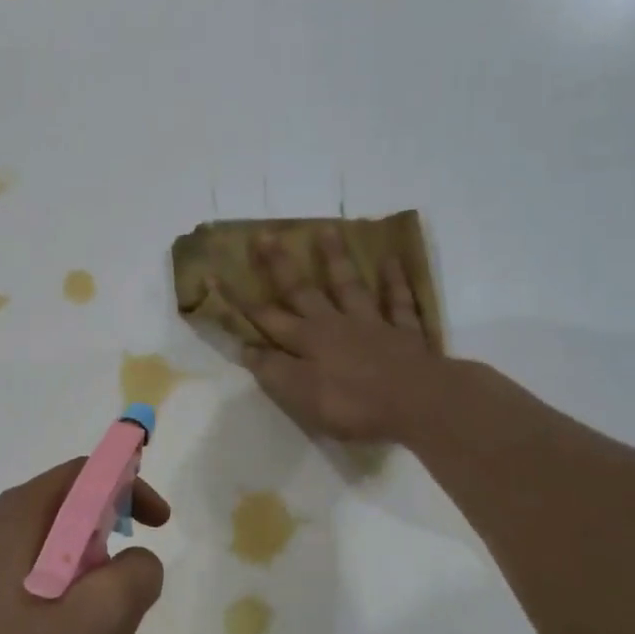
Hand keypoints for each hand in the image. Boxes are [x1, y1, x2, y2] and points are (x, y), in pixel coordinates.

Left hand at [0, 459, 168, 633]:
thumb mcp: (100, 620)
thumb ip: (136, 575)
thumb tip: (138, 563)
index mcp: (18, 518)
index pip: (83, 474)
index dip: (129, 487)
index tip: (160, 525)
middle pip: (70, 526)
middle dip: (115, 563)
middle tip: (138, 605)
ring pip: (54, 573)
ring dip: (96, 606)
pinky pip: (29, 603)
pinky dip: (65, 625)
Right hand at [224, 228, 443, 443]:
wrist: (418, 403)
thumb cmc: (353, 404)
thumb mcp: (300, 395)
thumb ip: (273, 370)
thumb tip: (246, 348)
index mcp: (306, 341)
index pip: (265, 317)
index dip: (240, 299)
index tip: (216, 274)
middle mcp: (334, 325)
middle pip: (303, 291)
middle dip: (281, 265)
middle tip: (266, 235)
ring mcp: (372, 324)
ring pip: (349, 286)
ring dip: (336, 260)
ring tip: (327, 230)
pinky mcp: (404, 333)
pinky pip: (398, 301)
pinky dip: (394, 281)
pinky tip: (391, 261)